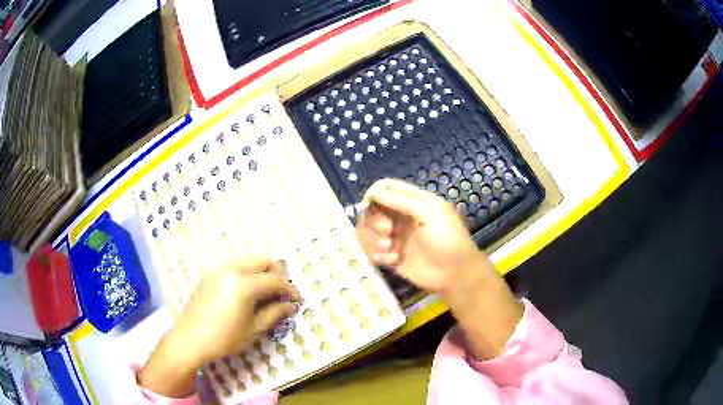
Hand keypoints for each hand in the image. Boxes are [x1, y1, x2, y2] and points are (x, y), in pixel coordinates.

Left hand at [138, 261, 299, 397]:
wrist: (189, 339)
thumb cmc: (224, 338)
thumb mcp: (253, 329)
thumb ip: (274, 313)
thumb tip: (291, 306)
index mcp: (244, 284)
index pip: (275, 281)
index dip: (289, 290)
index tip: (297, 300)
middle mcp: (231, 269)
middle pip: (262, 261)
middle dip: (277, 274)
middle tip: (283, 293)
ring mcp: (218, 270)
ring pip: (248, 261)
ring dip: (261, 273)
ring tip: (266, 293)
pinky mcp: (209, 275)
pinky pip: (234, 267)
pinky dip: (247, 274)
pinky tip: (247, 293)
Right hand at [357, 178, 522, 359]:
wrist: (454, 274)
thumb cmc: (447, 239)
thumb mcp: (429, 212)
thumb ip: (400, 200)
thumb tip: (373, 190)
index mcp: (412, 201)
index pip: (385, 188)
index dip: (374, 194)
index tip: (370, 205)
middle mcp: (400, 217)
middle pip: (372, 209)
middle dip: (375, 220)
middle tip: (389, 231)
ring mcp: (394, 237)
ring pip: (367, 230)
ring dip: (373, 239)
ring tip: (390, 249)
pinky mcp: (390, 256)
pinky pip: (370, 250)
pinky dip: (377, 254)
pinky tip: (394, 260)